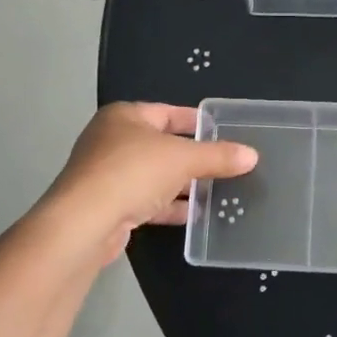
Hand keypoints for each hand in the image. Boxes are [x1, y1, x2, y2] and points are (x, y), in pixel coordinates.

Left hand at [45, 103, 257, 261]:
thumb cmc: (132, 173)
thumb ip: (218, 156)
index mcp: (124, 117)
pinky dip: (168, 206)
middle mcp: (111, 140)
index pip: (168, 112)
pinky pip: (145, 200)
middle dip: (192, 157)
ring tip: (216, 191)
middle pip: (162, 145)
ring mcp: (107, 175)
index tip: (224, 131)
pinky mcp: (108, 206)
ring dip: (182, 184)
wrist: (85, 223)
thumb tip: (252, 155)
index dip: (197, 121)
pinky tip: (193, 215)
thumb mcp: (183, 159)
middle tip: (225, 164)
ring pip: (154, 175)